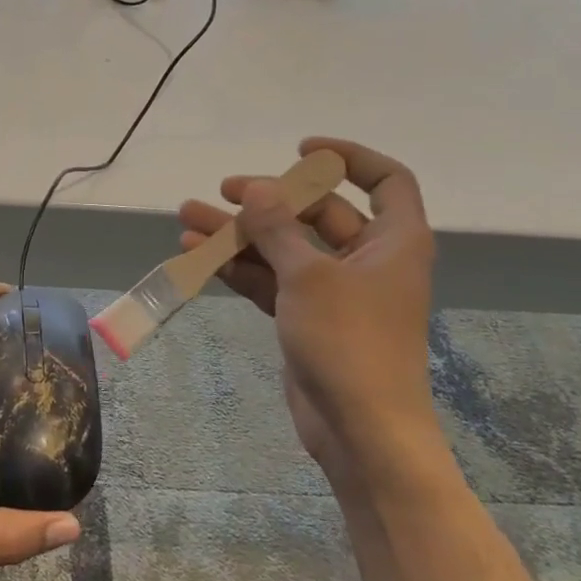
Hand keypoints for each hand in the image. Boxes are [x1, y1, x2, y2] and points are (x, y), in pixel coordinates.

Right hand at [178, 138, 442, 474]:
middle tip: (223, 190)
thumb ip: (278, 228)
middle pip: (317, 213)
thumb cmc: (349, 342)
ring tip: (187, 217)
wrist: (359, 430)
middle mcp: (367, 259)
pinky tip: (198, 254)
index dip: (348, 157)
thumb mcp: (309, 276)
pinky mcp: (306, 318)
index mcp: (393, 241)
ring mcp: (334, 291)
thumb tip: (255, 187)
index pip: (385, 180)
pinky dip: (239, 267)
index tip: (302, 150)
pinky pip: (271, 279)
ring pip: (283, 247)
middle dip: (267, 200)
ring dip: (239, 233)